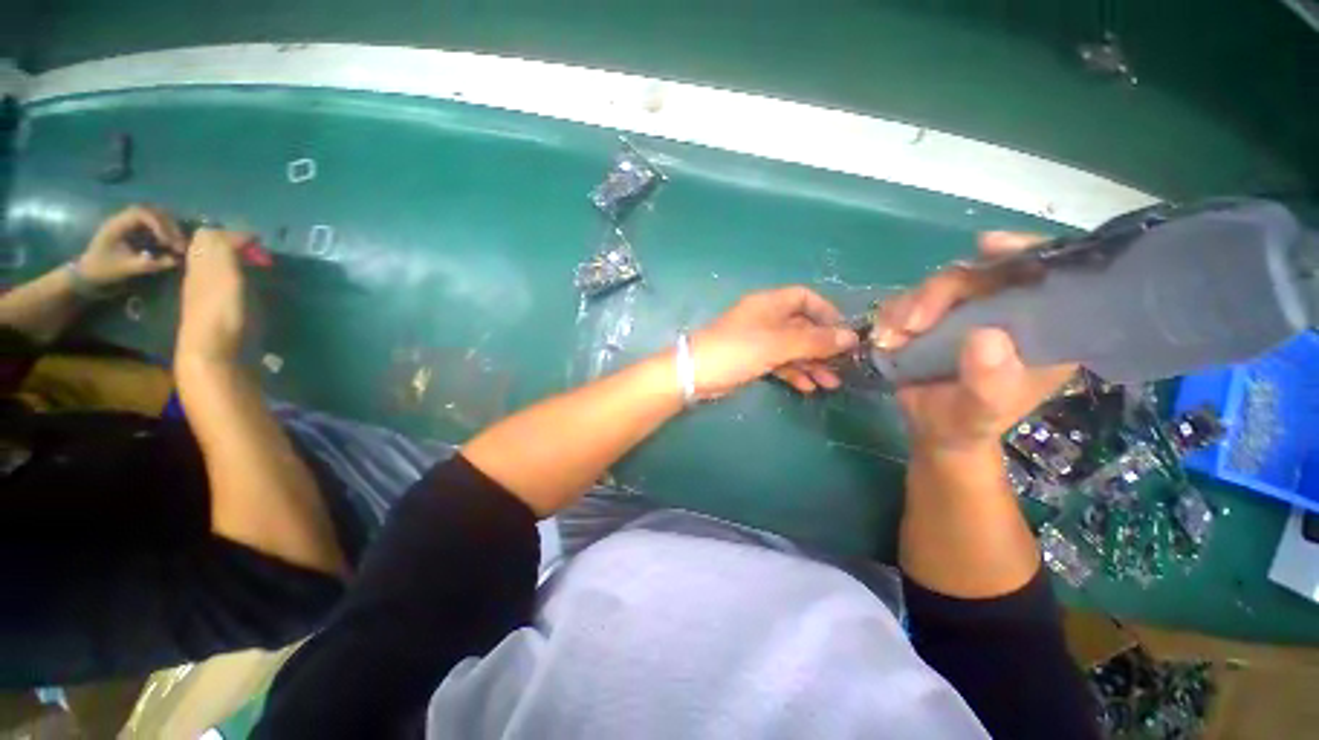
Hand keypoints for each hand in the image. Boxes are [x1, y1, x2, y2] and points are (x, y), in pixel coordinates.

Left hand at [77, 205, 184, 286]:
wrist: (89, 272)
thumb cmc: (104, 270)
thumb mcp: (124, 269)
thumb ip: (147, 264)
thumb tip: (173, 261)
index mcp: (117, 224)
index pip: (142, 214)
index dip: (159, 225)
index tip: (169, 242)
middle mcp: (124, 219)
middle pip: (153, 212)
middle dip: (169, 227)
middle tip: (180, 244)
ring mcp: (130, 223)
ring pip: (157, 217)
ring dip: (170, 229)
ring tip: (179, 245)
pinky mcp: (135, 229)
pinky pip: (155, 224)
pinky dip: (167, 232)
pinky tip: (171, 244)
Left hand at [176, 229, 252, 364]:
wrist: (212, 352)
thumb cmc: (221, 312)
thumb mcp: (223, 274)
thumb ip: (224, 249)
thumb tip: (234, 232)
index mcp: (200, 263)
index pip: (210, 235)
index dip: (234, 234)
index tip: (259, 244)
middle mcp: (199, 274)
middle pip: (211, 249)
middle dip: (233, 245)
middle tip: (258, 254)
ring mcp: (206, 293)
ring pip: (216, 265)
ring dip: (235, 261)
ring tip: (256, 267)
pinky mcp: (215, 308)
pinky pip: (222, 282)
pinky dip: (236, 277)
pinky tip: (248, 286)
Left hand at [691, 286, 858, 398]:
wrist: (696, 373)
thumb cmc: (737, 350)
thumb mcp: (778, 344)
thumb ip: (814, 341)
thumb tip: (850, 337)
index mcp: (770, 304)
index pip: (805, 298)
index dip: (826, 312)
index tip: (844, 333)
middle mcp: (765, 318)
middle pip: (801, 326)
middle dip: (822, 345)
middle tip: (843, 365)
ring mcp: (758, 340)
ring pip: (792, 348)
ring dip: (811, 364)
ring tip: (831, 383)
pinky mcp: (751, 359)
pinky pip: (779, 363)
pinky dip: (793, 373)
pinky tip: (807, 388)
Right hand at [873, 232, 1076, 453]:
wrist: (935, 429)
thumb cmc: (969, 423)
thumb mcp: (983, 410)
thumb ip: (989, 381)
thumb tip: (986, 336)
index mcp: (1043, 328)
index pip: (1045, 274)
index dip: (1022, 251)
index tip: (987, 247)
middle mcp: (1009, 310)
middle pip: (981, 273)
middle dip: (940, 291)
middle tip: (910, 323)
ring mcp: (970, 311)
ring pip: (941, 284)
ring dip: (909, 305)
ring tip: (891, 337)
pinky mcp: (936, 316)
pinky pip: (911, 299)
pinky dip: (893, 314)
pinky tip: (886, 336)